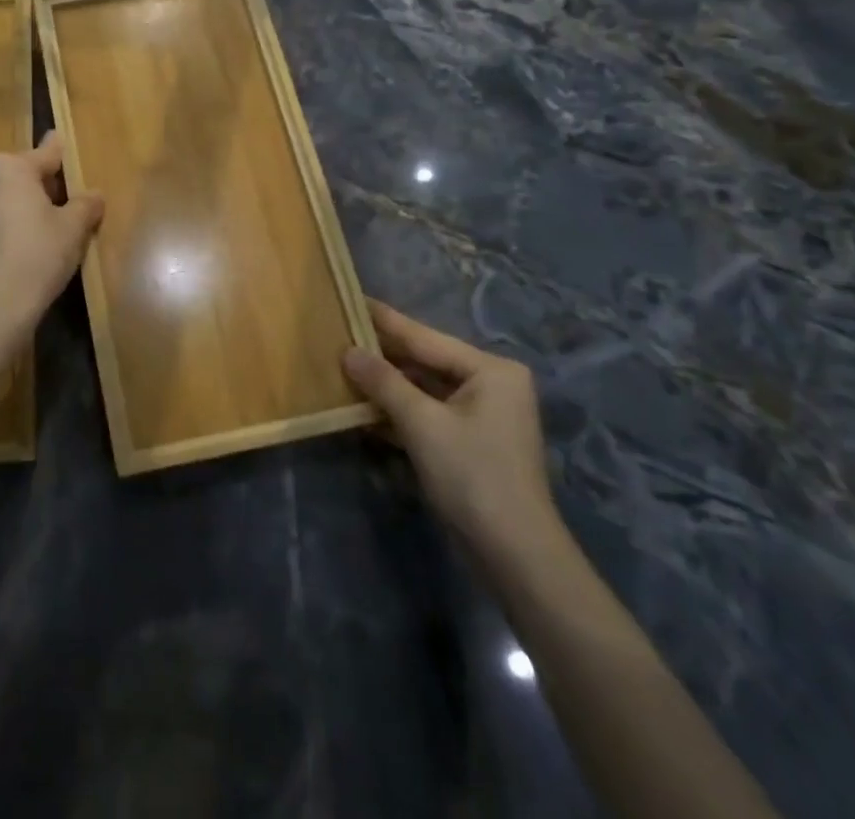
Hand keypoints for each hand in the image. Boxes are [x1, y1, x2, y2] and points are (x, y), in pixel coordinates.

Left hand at [0, 131, 104, 360]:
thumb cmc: (38, 253)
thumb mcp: (73, 228)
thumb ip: (85, 204)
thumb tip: (94, 195)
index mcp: (10, 166)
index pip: (45, 154)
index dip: (59, 152)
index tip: (59, 136)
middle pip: (23, 173)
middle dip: (44, 184)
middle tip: (68, 203)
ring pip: (6, 195)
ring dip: (26, 204)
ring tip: (51, 227)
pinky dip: (11, 221)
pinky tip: (28, 244)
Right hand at [342, 300, 556, 557]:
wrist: (515, 556)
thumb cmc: (472, 477)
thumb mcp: (422, 424)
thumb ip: (384, 382)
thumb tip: (348, 351)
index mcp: (491, 370)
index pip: (425, 337)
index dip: (384, 321)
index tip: (352, 298)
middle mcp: (492, 384)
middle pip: (426, 361)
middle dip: (383, 355)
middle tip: (340, 333)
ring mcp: (484, 415)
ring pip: (425, 389)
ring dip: (388, 385)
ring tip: (344, 366)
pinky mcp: (473, 442)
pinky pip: (430, 413)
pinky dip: (401, 412)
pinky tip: (364, 408)